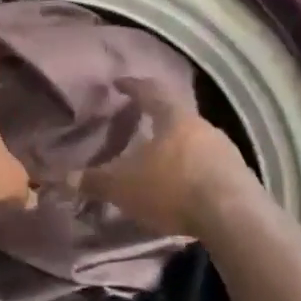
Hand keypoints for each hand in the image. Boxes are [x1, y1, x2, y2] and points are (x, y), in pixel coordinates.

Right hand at [83, 76, 255, 237]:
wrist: (233, 217)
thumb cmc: (172, 188)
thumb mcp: (124, 186)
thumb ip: (94, 181)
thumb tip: (61, 179)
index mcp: (173, 117)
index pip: (150, 91)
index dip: (132, 86)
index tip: (119, 83)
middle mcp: (202, 126)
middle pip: (176, 115)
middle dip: (157, 118)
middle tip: (140, 123)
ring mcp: (225, 150)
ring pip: (195, 140)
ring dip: (177, 146)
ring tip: (160, 159)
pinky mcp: (239, 176)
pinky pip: (209, 165)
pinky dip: (193, 169)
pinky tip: (184, 185)